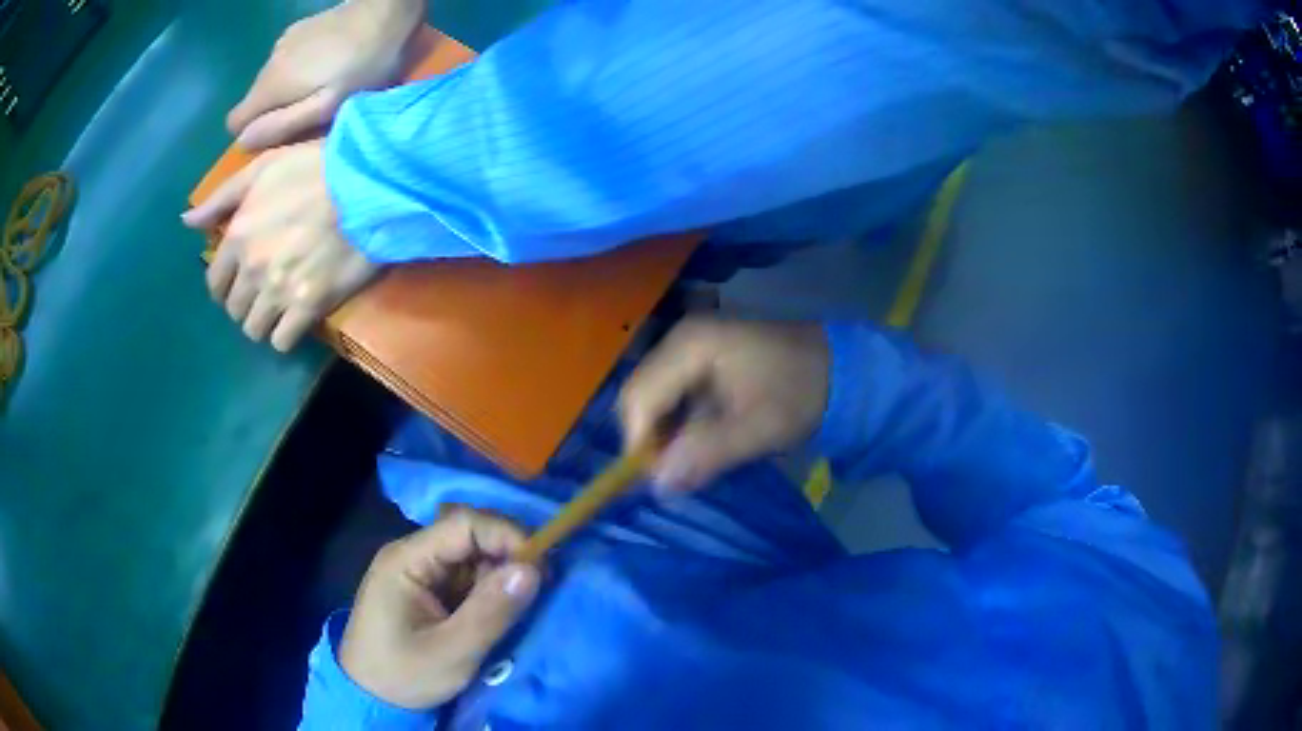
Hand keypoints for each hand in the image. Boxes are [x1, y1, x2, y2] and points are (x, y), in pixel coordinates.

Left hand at [181, 139, 379, 351]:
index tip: (239, 284)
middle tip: (264, 293)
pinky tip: (296, 319)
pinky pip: (282, 341)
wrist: (369, 183)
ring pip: (255, 330)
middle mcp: (251, 269)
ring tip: (280, 308)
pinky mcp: (307, 306)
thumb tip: (186, 222)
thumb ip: (222, 197)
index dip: (224, 287)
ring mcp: (278, 290)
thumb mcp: (265, 168)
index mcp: (237, 236)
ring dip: (264, 322)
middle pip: (235, 310)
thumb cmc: (316, 169)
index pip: (215, 283)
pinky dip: (286, 335)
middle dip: (245, 304)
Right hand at [227, 0, 422, 149]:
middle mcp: (267, 63)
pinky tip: (328, 63)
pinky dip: (300, 69)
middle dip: (275, 112)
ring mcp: (282, 43)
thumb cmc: (362, 64)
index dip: (253, 132)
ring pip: (272, 81)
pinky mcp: (299, 29)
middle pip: (255, 101)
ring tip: (324, 86)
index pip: (235, 121)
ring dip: (289, 90)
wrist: (387, 10)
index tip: (282, 131)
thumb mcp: (325, 106)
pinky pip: (287, 61)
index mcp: (268, 86)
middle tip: (312, 110)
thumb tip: (242, 142)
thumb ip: (282, 125)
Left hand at [340, 508, 540, 709]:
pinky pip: (466, 579)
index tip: (542, 568)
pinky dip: (489, 591)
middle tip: (540, 588)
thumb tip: (533, 570)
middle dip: (507, 557)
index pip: (464, 524)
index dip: (506, 536)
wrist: (370, 698)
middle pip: (469, 537)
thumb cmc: (403, 674)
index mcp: (407, 560)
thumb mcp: (451, 652)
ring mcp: (420, 573)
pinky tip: (502, 611)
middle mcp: (412, 556)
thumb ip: (491, 612)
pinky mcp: (428, 591)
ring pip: (472, 559)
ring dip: (500, 577)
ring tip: (522, 605)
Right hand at [619, 317, 830, 492]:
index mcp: (691, 345)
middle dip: (648, 439)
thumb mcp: (760, 428)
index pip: (640, 397)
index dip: (639, 442)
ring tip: (682, 464)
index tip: (655, 482)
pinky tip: (694, 443)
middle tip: (669, 476)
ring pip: (651, 397)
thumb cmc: (800, 392)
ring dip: (660, 434)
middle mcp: (679, 339)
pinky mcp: (696, 358)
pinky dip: (674, 424)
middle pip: (639, 395)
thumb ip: (708, 454)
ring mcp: (686, 346)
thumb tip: (658, 484)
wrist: (836, 367)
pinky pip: (668, 394)